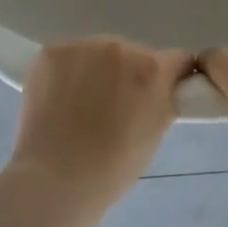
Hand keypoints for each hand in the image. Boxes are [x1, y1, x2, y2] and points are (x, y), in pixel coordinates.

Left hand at [0, 37, 195, 226]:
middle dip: (128, 75)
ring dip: (97, 70)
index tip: (162, 91)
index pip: (175, 59)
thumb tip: (167, 86)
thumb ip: (164, 100)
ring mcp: (82, 46)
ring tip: (82, 104)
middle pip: (133, 54)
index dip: (171, 76)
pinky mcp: (51, 52)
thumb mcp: (154, 134)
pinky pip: (69, 57)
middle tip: (115, 107)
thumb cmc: (111, 168)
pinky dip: (68, 73)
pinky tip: (59, 99)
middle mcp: (120, 47)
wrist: (53, 180)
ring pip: (99, 53)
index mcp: (151, 69)